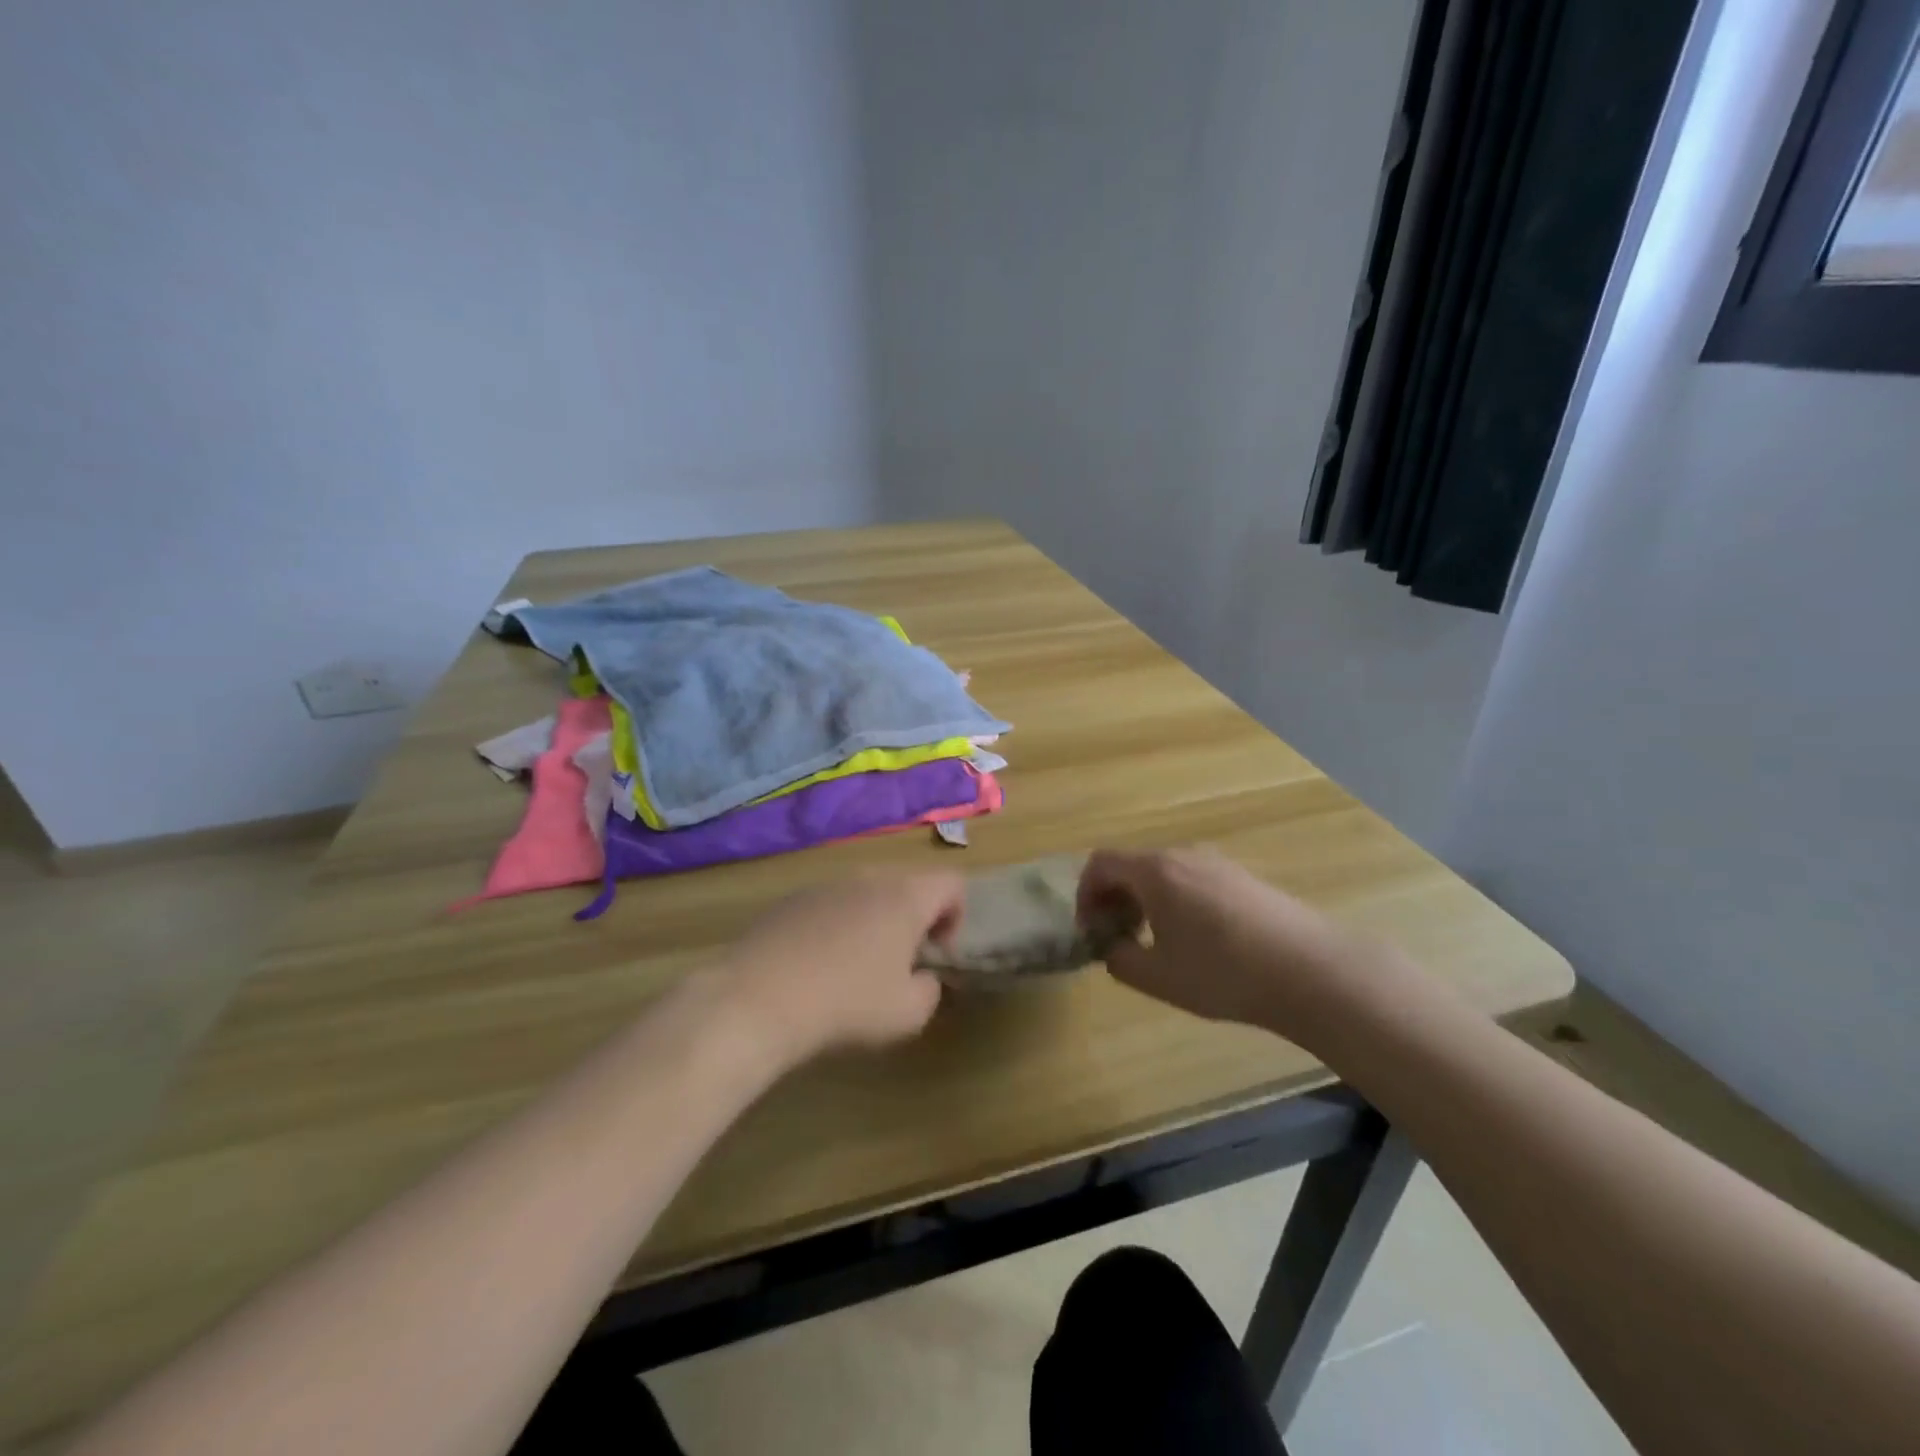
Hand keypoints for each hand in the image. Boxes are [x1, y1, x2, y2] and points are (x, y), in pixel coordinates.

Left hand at [718, 872, 964, 1062]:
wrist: (759, 998)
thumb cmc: (847, 1003)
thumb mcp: (908, 1014)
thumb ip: (930, 990)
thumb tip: (921, 977)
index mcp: (906, 896)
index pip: (952, 883)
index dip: (955, 917)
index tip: (935, 954)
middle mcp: (869, 877)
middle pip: (908, 884)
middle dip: (914, 918)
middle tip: (900, 962)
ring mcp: (827, 883)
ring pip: (867, 892)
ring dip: (874, 920)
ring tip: (856, 965)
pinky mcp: (792, 898)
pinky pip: (831, 903)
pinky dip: (837, 924)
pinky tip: (817, 964)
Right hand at [1078, 846, 1377, 1031]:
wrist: (1310, 971)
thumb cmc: (1223, 973)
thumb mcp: (1158, 977)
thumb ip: (1120, 960)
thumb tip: (1113, 948)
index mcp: (1155, 871)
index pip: (1101, 863)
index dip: (1085, 894)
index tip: (1091, 929)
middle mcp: (1183, 855)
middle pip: (1132, 865)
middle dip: (1115, 897)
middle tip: (1118, 937)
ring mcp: (1217, 863)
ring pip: (1164, 872)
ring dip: (1145, 899)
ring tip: (1155, 940)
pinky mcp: (1244, 877)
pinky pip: (1193, 878)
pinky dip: (1175, 899)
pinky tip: (1197, 939)